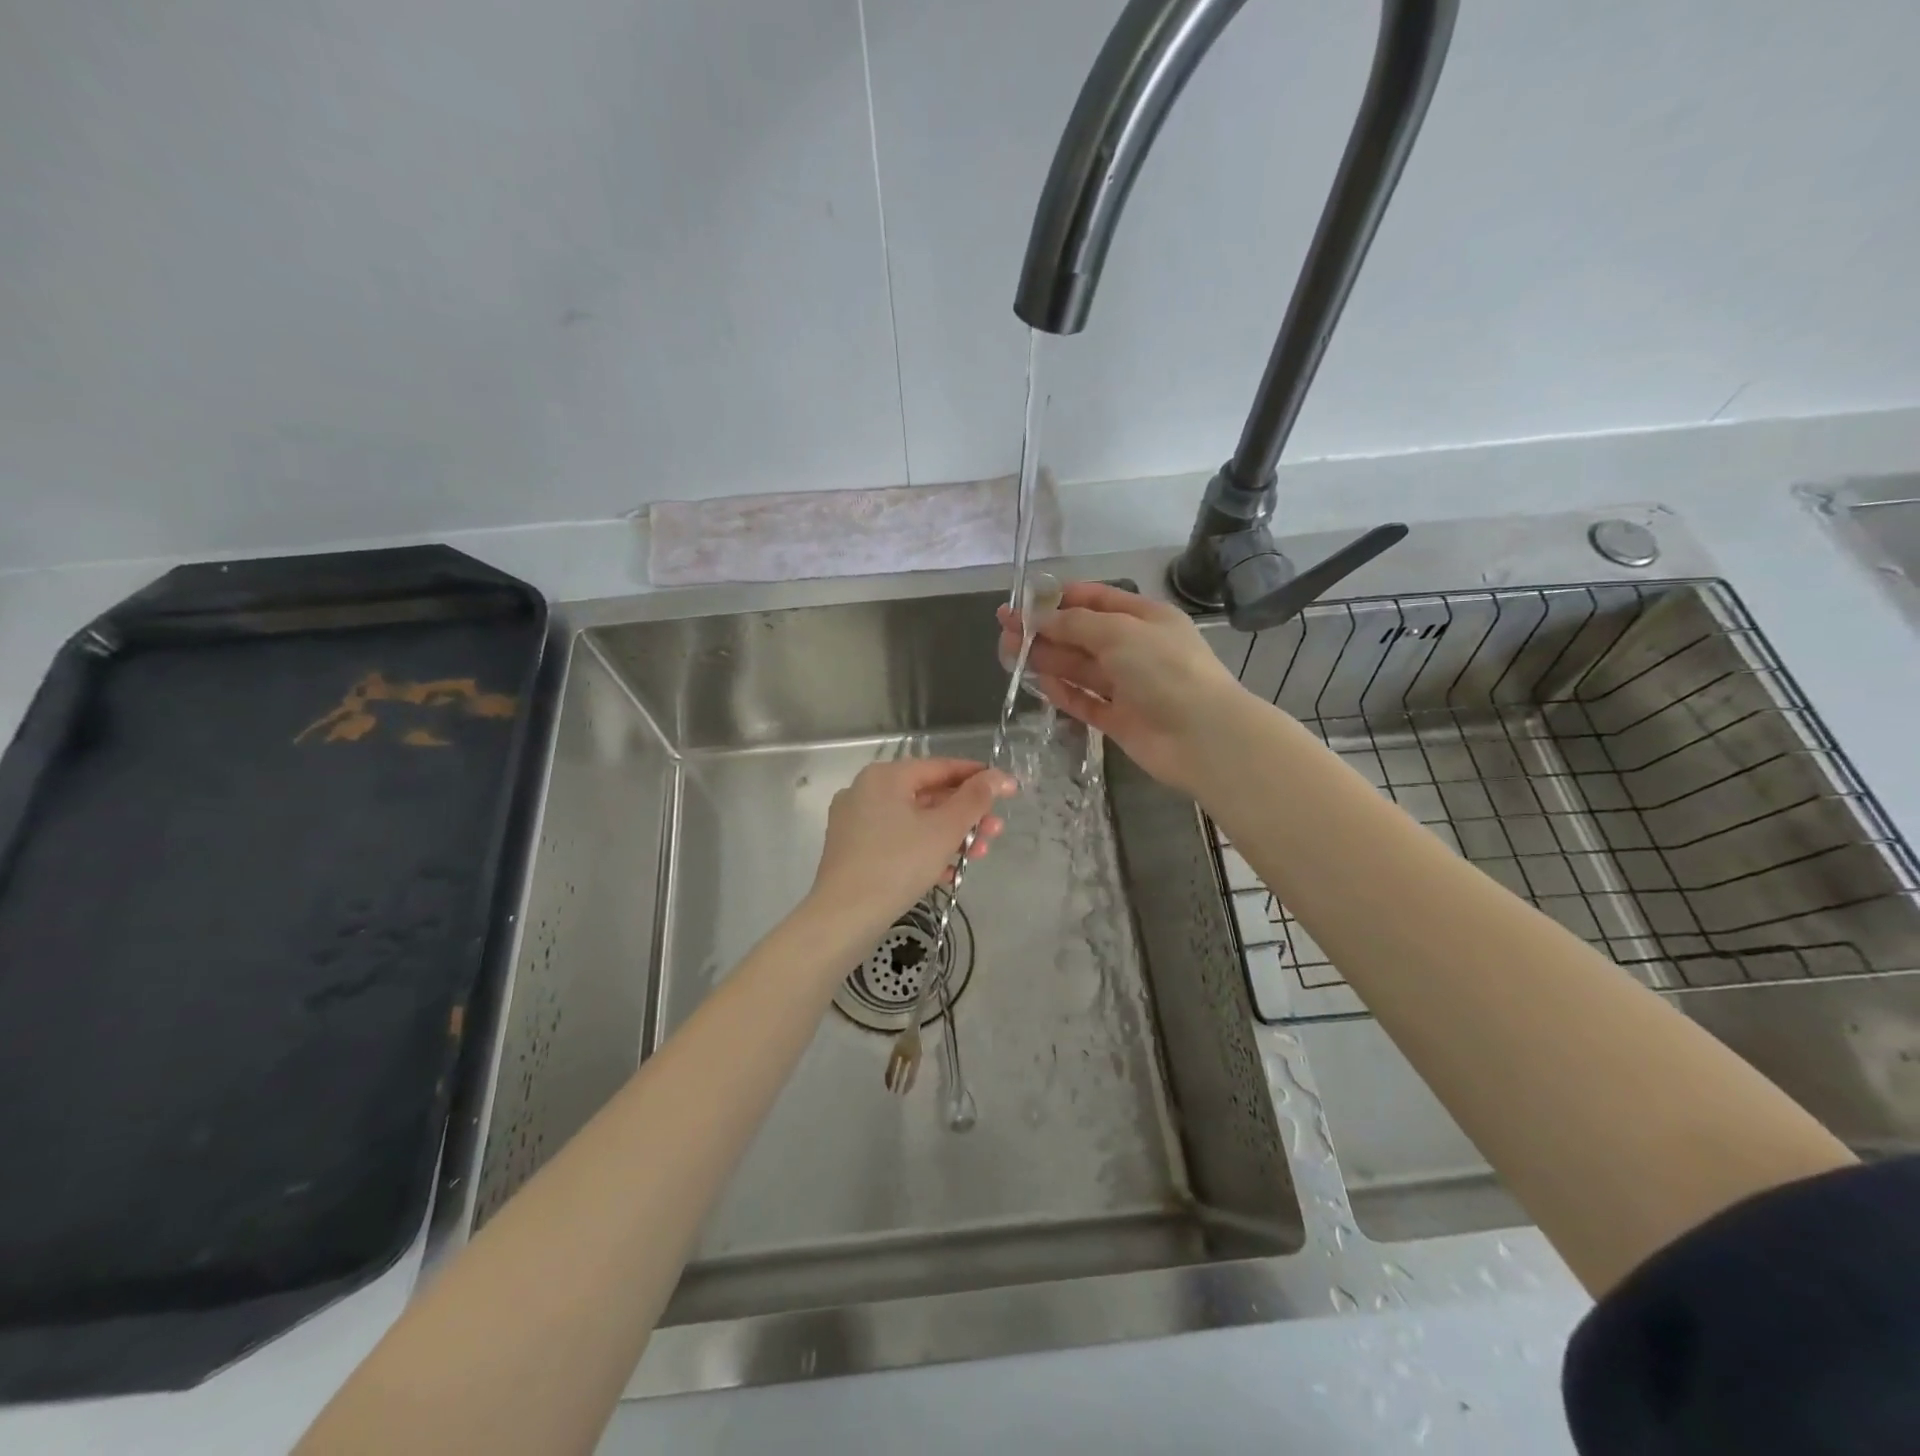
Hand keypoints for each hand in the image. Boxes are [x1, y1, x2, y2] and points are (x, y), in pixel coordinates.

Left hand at [810, 758, 1014, 927]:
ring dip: (950, 836)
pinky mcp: (853, 850)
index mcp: (885, 776)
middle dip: (966, 815)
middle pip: (928, 795)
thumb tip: (999, 776)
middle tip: (996, 831)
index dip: (978, 777)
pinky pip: (898, 841)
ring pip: (914, 821)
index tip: (1007, 789)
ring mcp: (856, 821)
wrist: (844, 917)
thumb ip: (975, 799)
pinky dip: (925, 850)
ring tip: (978, 855)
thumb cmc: (898, 864)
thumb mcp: (944, 829)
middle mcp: (866, 791)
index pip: (941, 767)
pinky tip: (949, 872)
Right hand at [997, 582, 1247, 794]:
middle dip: (1045, 629)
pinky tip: (1040, 685)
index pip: (1098, 600)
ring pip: (1080, 668)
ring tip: (1009, 654)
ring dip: (1047, 659)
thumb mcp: (1120, 632)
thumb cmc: (1164, 670)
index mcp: (1145, 618)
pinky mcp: (1119, 720)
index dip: (1061, 598)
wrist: (1201, 736)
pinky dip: (1064, 693)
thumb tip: (1040, 617)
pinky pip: (1086, 702)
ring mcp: (1128, 687)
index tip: (1025, 601)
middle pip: (1082, 635)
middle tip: (1004, 629)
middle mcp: (1136, 649)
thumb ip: (1076, 623)